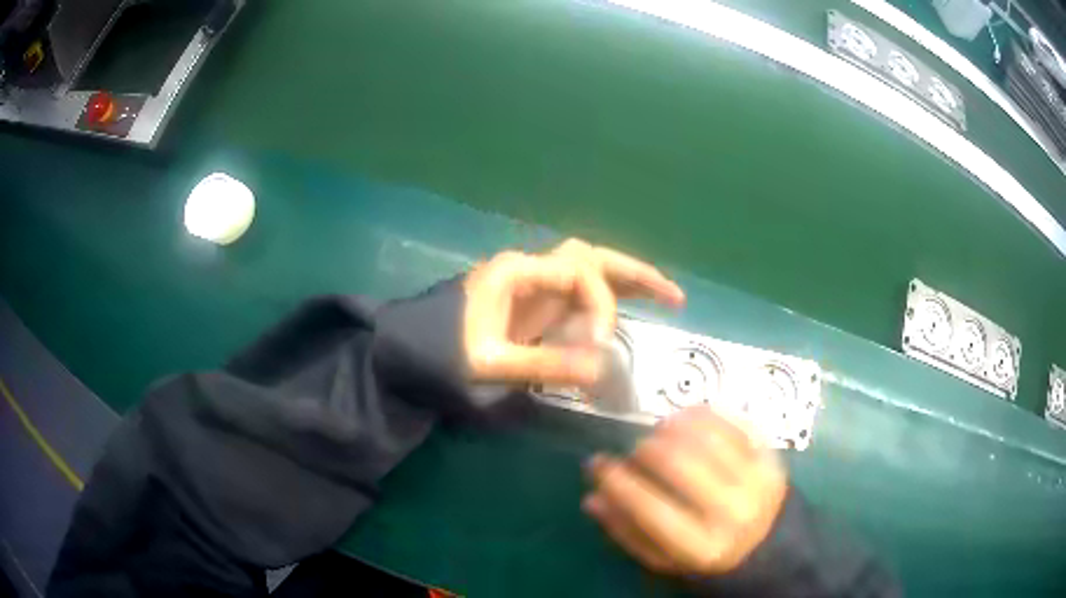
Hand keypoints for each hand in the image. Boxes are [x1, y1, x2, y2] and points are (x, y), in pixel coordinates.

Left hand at [463, 239, 683, 386]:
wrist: (408, 351)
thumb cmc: (441, 353)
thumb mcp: (490, 363)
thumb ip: (545, 365)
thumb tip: (603, 370)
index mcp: (518, 272)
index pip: (579, 274)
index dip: (601, 306)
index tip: (603, 344)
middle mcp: (530, 268)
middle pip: (591, 257)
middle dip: (635, 273)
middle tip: (674, 296)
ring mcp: (532, 284)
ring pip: (588, 269)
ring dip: (626, 281)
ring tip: (667, 298)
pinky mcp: (532, 303)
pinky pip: (577, 292)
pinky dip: (606, 299)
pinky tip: (629, 312)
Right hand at [583, 406, 787, 575]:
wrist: (767, 542)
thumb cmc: (707, 553)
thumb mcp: (665, 558)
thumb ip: (627, 532)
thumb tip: (592, 498)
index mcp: (702, 547)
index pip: (649, 508)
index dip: (616, 481)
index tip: (597, 463)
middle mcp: (733, 513)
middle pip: (679, 464)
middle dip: (645, 449)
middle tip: (636, 450)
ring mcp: (758, 481)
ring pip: (707, 438)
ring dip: (673, 425)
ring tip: (660, 430)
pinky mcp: (772, 457)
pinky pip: (736, 423)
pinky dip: (705, 414)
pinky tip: (687, 416)